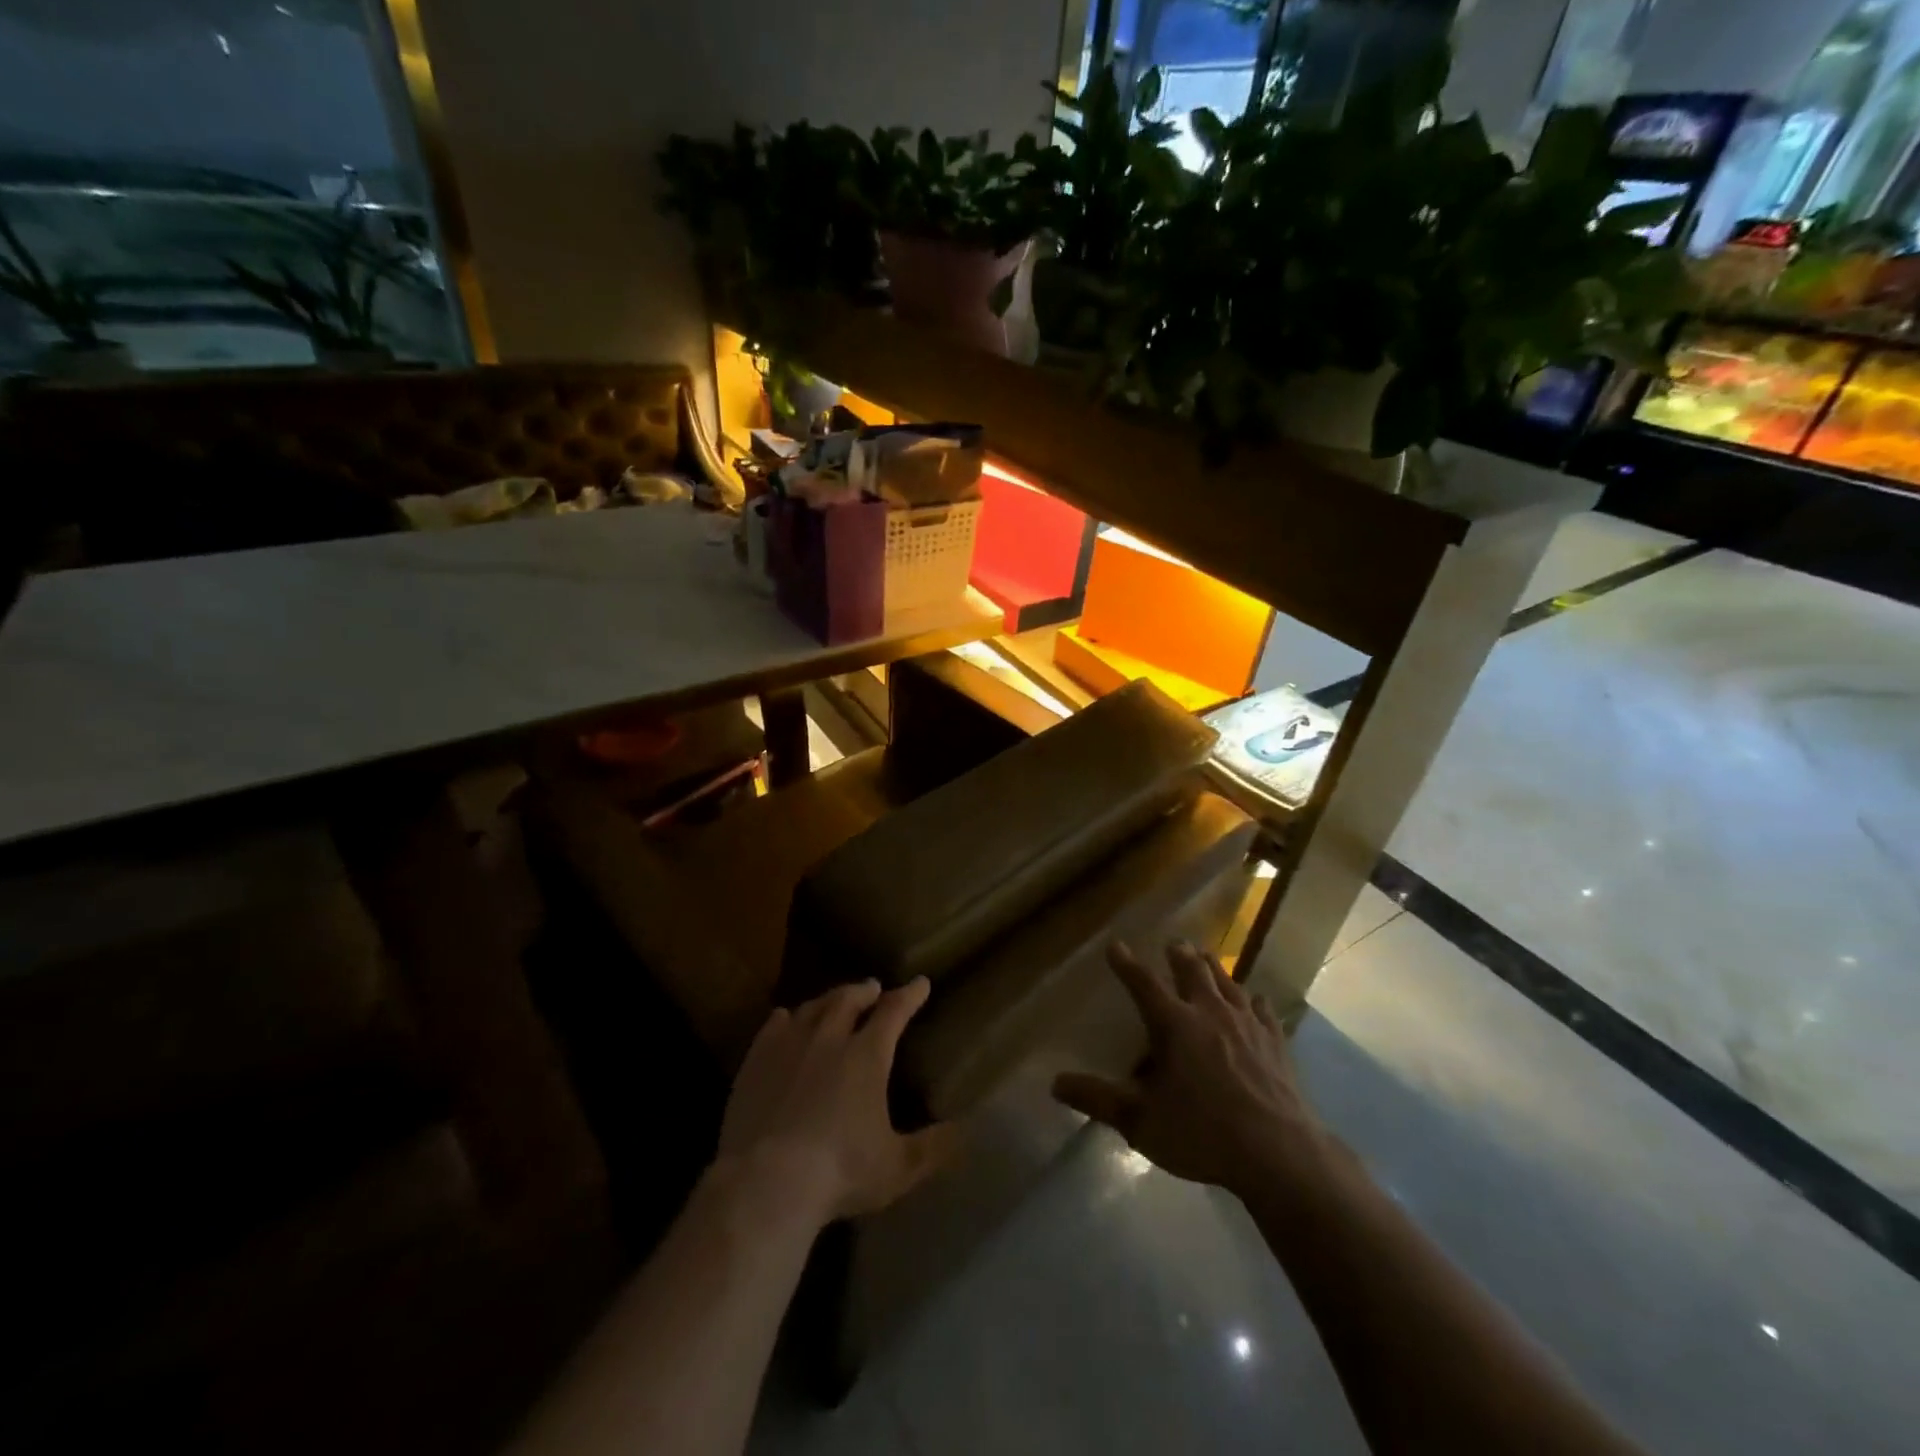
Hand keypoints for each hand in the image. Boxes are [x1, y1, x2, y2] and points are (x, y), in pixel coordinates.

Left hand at [716, 978, 950, 1223]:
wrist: (766, 1182)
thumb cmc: (839, 1173)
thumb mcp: (896, 1168)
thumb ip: (931, 1148)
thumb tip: (965, 1132)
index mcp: (867, 1056)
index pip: (894, 1012)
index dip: (909, 995)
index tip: (920, 983)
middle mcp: (829, 1038)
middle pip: (849, 1000)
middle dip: (866, 991)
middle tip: (873, 987)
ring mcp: (789, 1045)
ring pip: (814, 1007)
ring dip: (830, 999)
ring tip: (836, 999)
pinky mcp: (756, 1060)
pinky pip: (774, 1025)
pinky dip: (787, 1017)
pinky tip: (786, 1018)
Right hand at [1053, 942, 1323, 1193]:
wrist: (1278, 1153)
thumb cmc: (1202, 1133)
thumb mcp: (1141, 1122)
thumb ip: (1098, 1099)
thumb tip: (1055, 1083)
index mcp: (1174, 1024)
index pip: (1143, 984)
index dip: (1127, 964)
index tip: (1115, 946)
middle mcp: (1210, 1013)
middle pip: (1193, 972)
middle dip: (1180, 955)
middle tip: (1174, 943)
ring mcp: (1247, 1025)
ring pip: (1228, 983)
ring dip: (1215, 968)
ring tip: (1207, 956)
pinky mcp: (1276, 1043)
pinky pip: (1263, 1011)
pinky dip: (1254, 1002)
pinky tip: (1256, 1001)